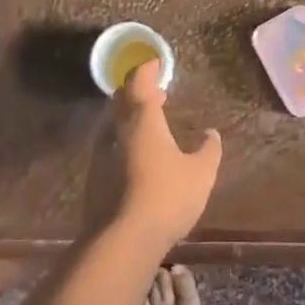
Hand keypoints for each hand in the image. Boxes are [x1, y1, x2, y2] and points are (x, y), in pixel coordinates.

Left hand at [84, 59, 222, 253]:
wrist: (121, 241)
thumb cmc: (166, 197)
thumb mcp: (200, 173)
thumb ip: (208, 150)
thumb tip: (211, 134)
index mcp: (142, 119)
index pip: (139, 82)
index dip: (147, 70)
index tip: (156, 64)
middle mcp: (117, 130)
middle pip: (121, 100)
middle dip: (136, 91)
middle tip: (154, 92)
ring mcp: (101, 155)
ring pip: (112, 124)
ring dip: (128, 117)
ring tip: (147, 124)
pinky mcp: (93, 179)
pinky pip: (108, 146)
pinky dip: (122, 141)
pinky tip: (134, 156)